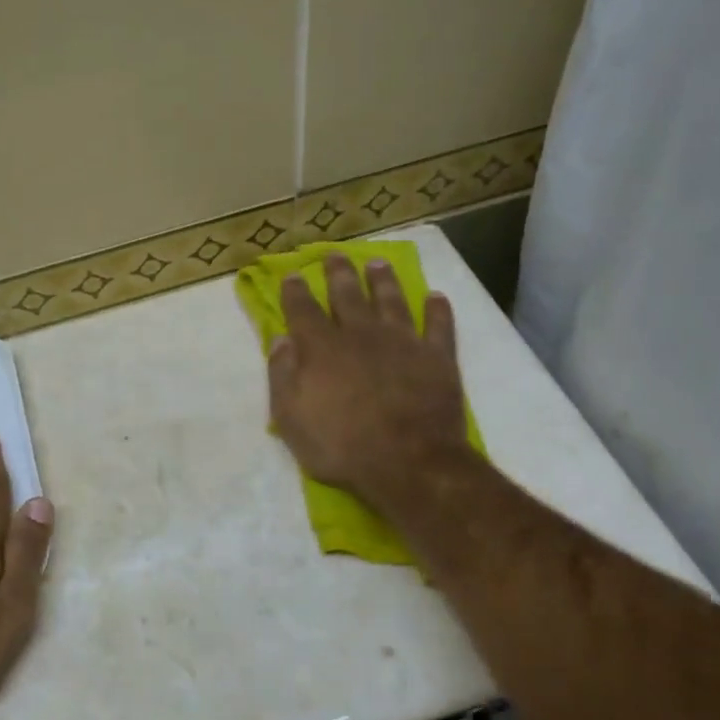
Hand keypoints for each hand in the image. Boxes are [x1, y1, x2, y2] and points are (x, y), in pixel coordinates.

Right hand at [267, 253, 477, 517]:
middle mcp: (361, 334)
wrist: (409, 463)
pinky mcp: (437, 357)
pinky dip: (438, 310)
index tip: (292, 275)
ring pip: (392, 300)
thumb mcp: (291, 418)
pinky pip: (439, 325)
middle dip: (338, 273)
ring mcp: (402, 342)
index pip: (303, 309)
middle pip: (347, 294)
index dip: (295, 291)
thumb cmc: (341, 446)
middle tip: (334, 256)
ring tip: (378, 264)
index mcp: (322, 348)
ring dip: (383, 281)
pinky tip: (436, 297)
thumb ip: (282, 375)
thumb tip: (280, 339)